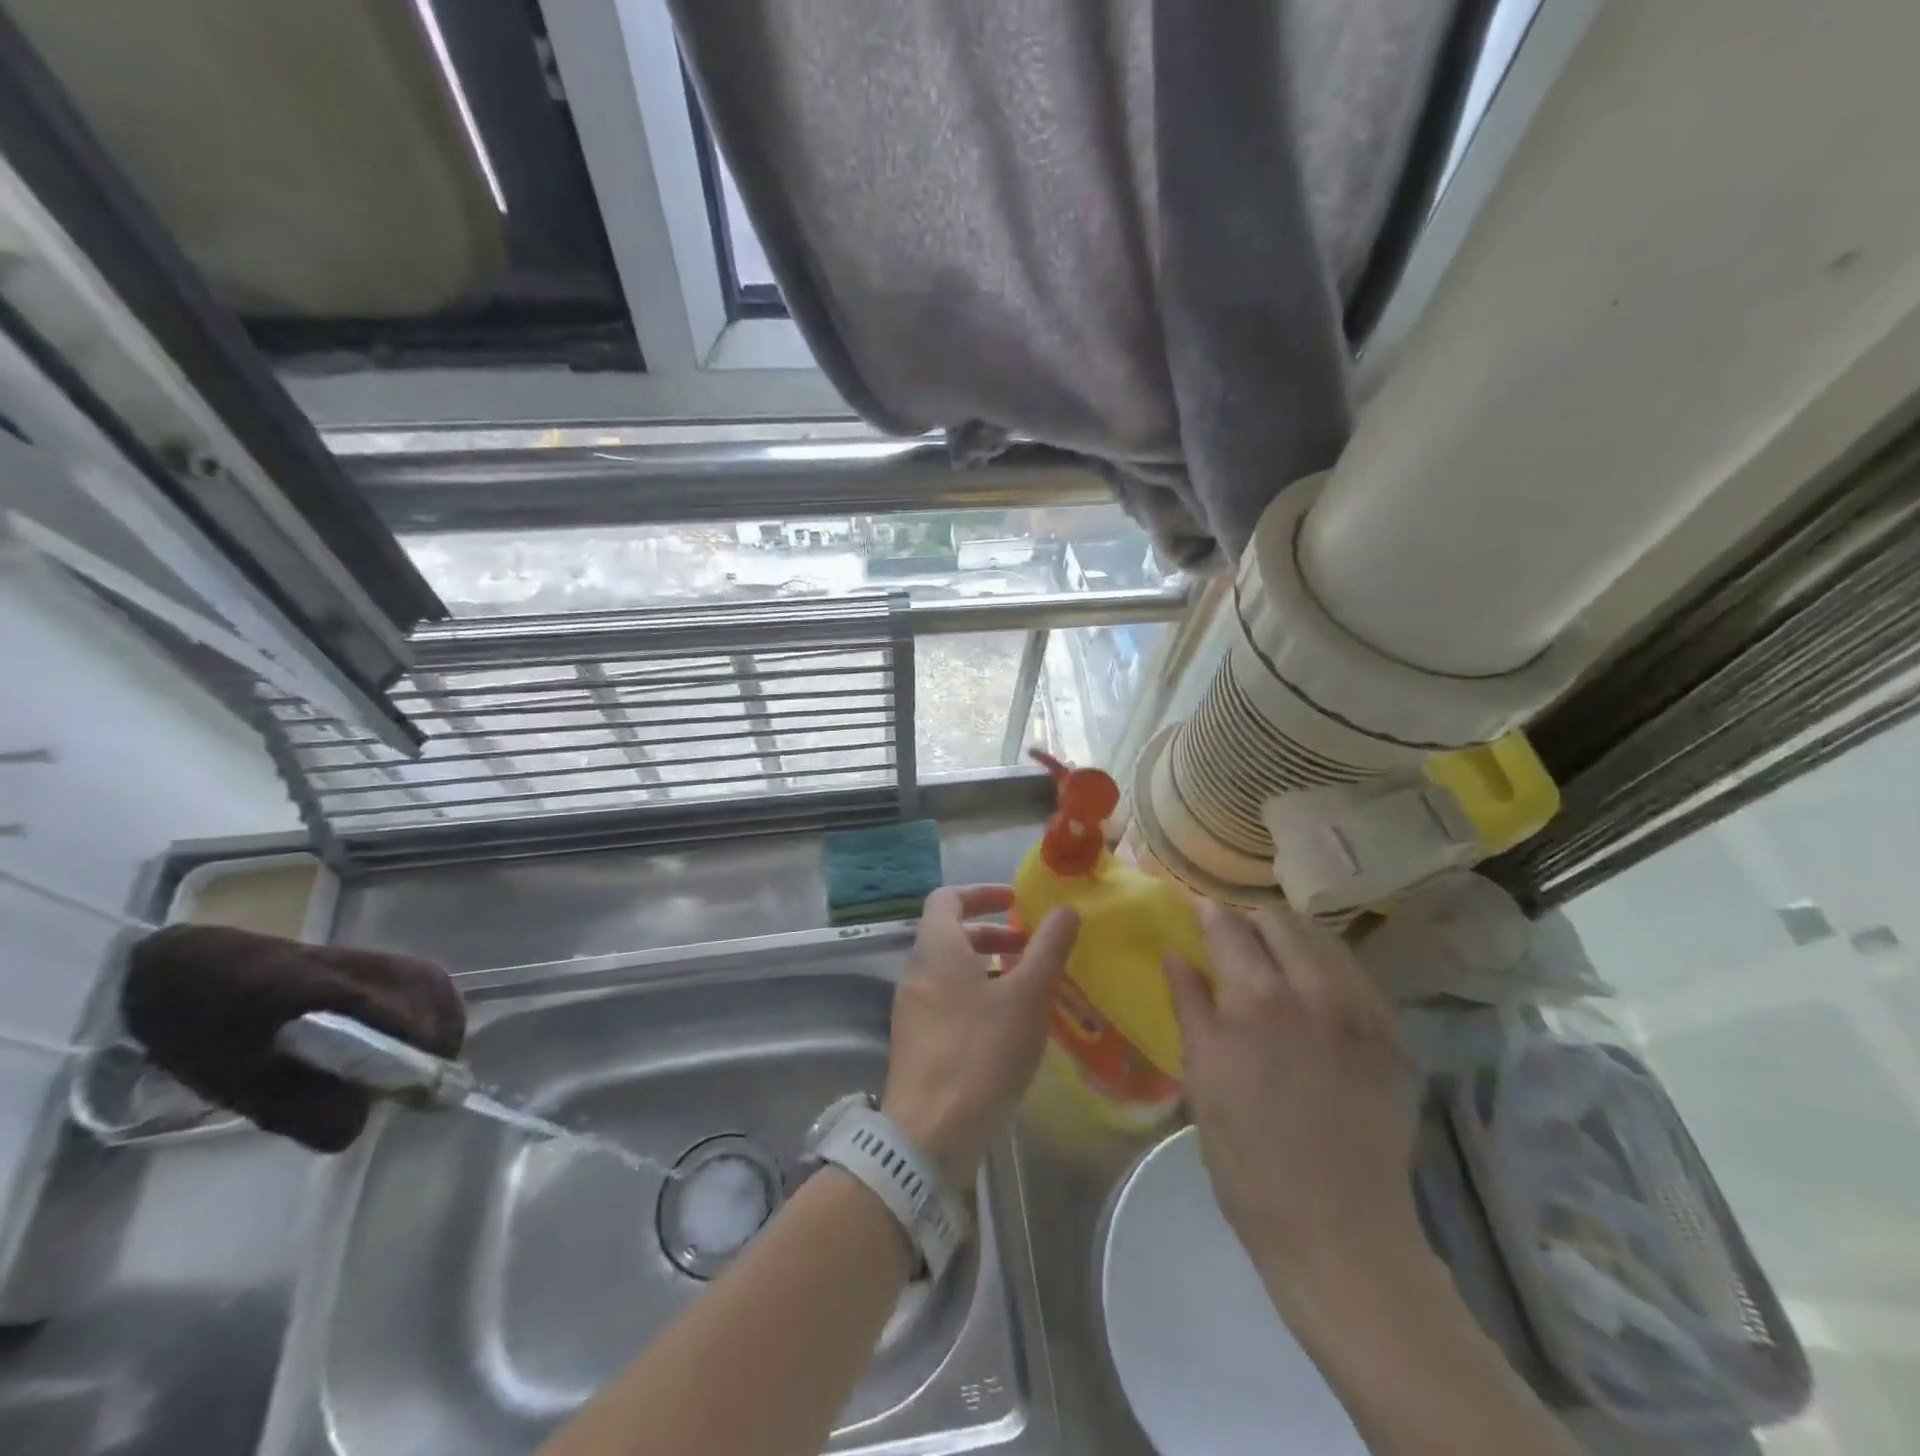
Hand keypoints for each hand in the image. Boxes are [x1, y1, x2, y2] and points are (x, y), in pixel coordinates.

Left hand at [882, 885, 1079, 1185]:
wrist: (929, 1134)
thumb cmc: (981, 1052)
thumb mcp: (1026, 996)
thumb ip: (1048, 949)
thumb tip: (1066, 909)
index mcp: (936, 948)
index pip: (947, 897)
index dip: (981, 892)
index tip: (1015, 901)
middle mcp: (916, 971)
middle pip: (950, 934)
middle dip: (992, 933)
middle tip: (1031, 946)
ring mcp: (912, 1008)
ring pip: (950, 970)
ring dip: (987, 966)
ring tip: (1028, 986)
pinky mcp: (916, 1042)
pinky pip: (946, 1000)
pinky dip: (976, 995)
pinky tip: (1008, 1025)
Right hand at [1165, 901, 1422, 1309]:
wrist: (1339, 1231)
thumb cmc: (1248, 1157)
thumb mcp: (1203, 1077)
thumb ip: (1190, 1004)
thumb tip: (1174, 952)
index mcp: (1256, 998)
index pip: (1228, 925)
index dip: (1206, 911)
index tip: (1194, 911)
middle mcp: (1314, 989)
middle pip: (1279, 920)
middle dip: (1249, 919)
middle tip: (1231, 939)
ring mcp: (1362, 1011)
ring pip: (1323, 939)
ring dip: (1291, 937)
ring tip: (1272, 959)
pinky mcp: (1392, 1037)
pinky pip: (1357, 976)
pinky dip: (1328, 967)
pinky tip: (1315, 991)